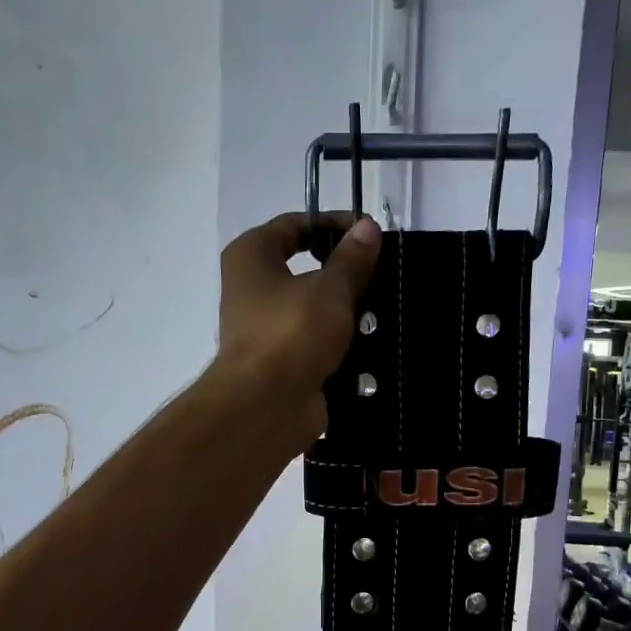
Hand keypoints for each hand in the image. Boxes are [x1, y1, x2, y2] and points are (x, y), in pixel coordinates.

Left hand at [214, 212, 381, 447]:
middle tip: (379, 275)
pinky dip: (336, 346)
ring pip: (310, 311)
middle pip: (303, 270)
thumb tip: (367, 228)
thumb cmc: (292, 332)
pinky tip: (369, 347)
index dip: (333, 224)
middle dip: (341, 273)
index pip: (294, 225)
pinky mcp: (279, 366)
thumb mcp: (331, 288)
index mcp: (251, 257)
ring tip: (381, 311)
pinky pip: (313, 346)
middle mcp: (250, 290)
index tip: (369, 235)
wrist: (267, 406)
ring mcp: (263, 331)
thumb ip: (352, 259)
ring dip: (342, 313)